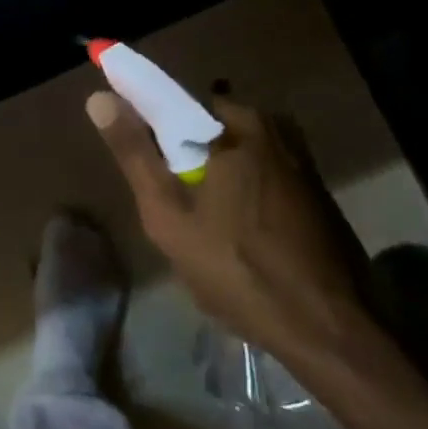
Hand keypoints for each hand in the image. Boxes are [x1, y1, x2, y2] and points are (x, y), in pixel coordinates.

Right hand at [86, 90, 377, 372]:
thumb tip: (99, 98)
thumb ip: (134, 153)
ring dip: (220, 177)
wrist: (328, 331)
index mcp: (238, 123)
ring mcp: (303, 161)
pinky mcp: (318, 192)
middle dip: (190, 157)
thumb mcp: (168, 215)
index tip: (151, 167)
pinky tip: (243, 235)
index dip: (156, 129)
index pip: (180, 103)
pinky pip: (266, 175)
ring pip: (241, 153)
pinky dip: (247, 192)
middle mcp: (275, 128)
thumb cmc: (238, 268)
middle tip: (178, 206)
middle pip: (212, 128)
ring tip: (208, 227)